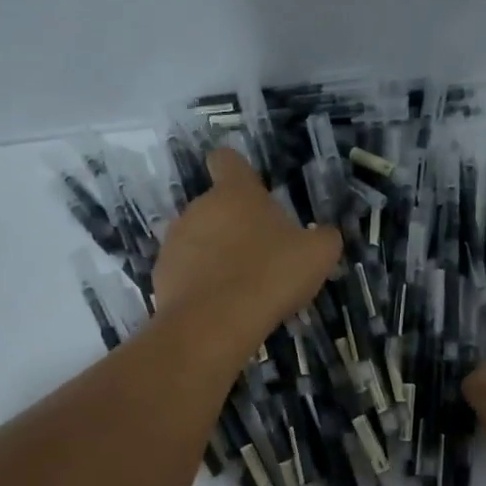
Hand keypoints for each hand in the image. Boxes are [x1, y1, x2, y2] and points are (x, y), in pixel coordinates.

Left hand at [153, 149, 341, 355]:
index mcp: (235, 193)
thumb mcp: (317, 255)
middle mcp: (198, 208)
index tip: (252, 191)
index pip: (227, 160)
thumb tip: (324, 234)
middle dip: (235, 225)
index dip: (239, 172)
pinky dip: (200, 284)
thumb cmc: (270, 275)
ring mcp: (174, 241)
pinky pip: (185, 272)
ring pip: (199, 240)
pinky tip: (221, 307)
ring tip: (241, 287)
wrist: (214, 324)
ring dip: (216, 255)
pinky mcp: (161, 275)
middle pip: (216, 207)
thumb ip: (324, 237)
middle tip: (262, 256)